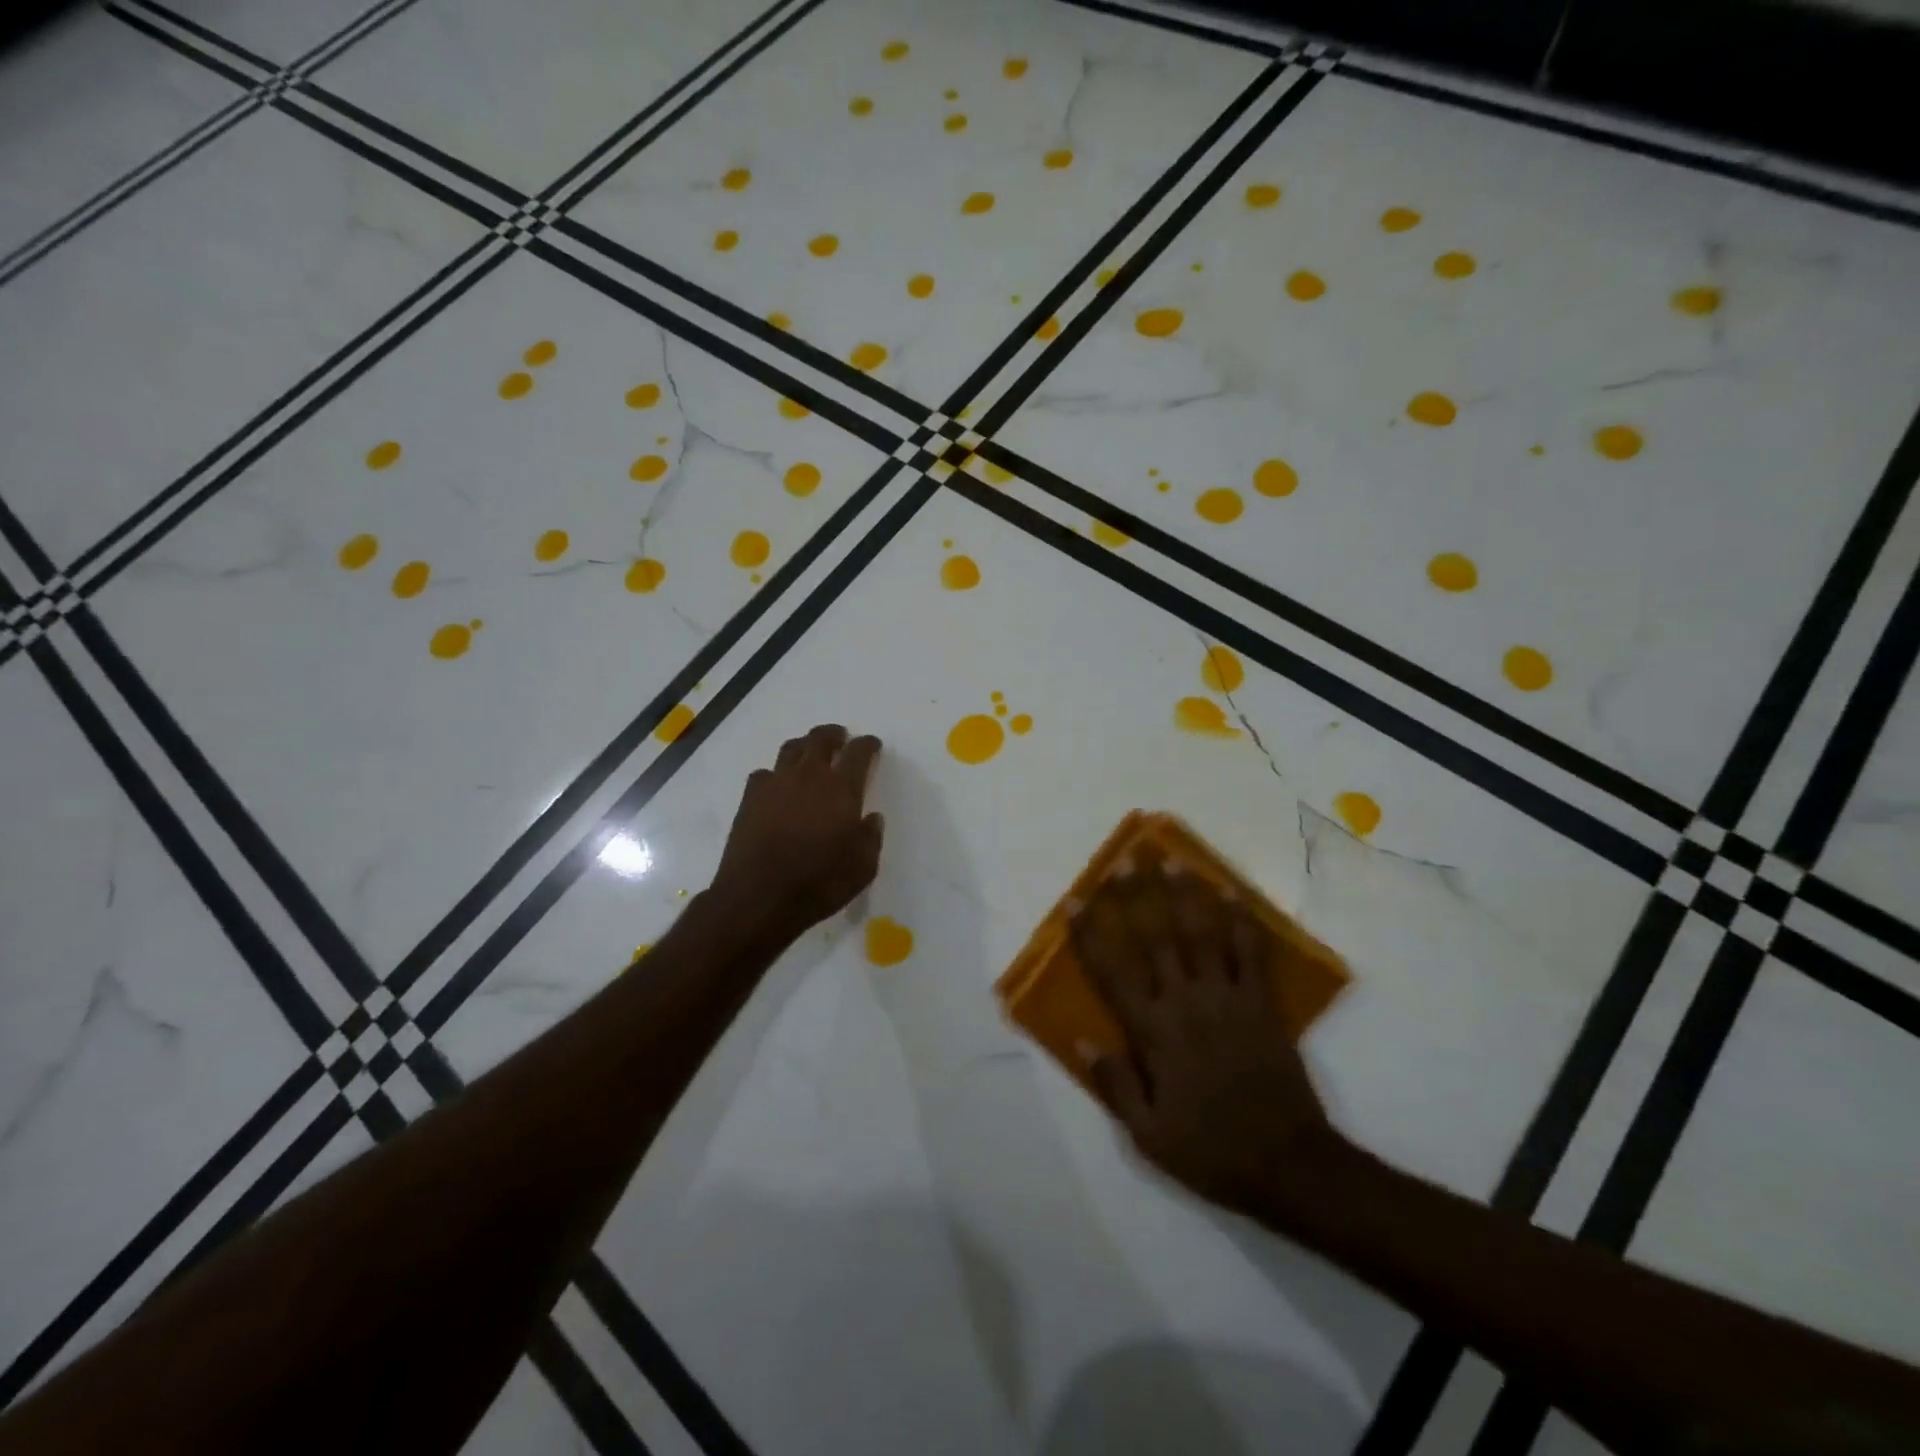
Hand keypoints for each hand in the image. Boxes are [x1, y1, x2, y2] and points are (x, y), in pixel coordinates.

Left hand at [711, 724, 885, 936]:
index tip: (872, 745)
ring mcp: (776, 784)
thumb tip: (871, 818)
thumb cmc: (820, 882)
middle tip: (840, 738)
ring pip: (791, 749)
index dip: (867, 745)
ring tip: (810, 754)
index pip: (859, 752)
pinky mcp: (750, 798)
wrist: (759, 897)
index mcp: (842, 788)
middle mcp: (809, 776)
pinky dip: (775, 774)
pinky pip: (764, 773)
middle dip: (834, 734)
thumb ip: (871, 837)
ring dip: (804, 746)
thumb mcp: (863, 867)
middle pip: (820, 739)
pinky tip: (778, 786)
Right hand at [1070, 856, 1336, 1216]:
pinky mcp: (1262, 1004)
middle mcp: (1186, 1003)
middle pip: (1156, 938)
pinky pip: (1250, 953)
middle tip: (1127, 860)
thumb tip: (1084, 1040)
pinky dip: (1242, 921)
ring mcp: (1228, 999)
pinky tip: (1232, 894)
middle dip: (1138, 896)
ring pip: (1202, 934)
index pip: (1113, 972)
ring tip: (1174, 860)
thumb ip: (1116, 1084)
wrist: (1289, 1166)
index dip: (1091, 934)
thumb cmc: (1211, 1151)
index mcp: (1154, 1033)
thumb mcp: (1148, 1136)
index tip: (1076, 901)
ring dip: (1186, 894)